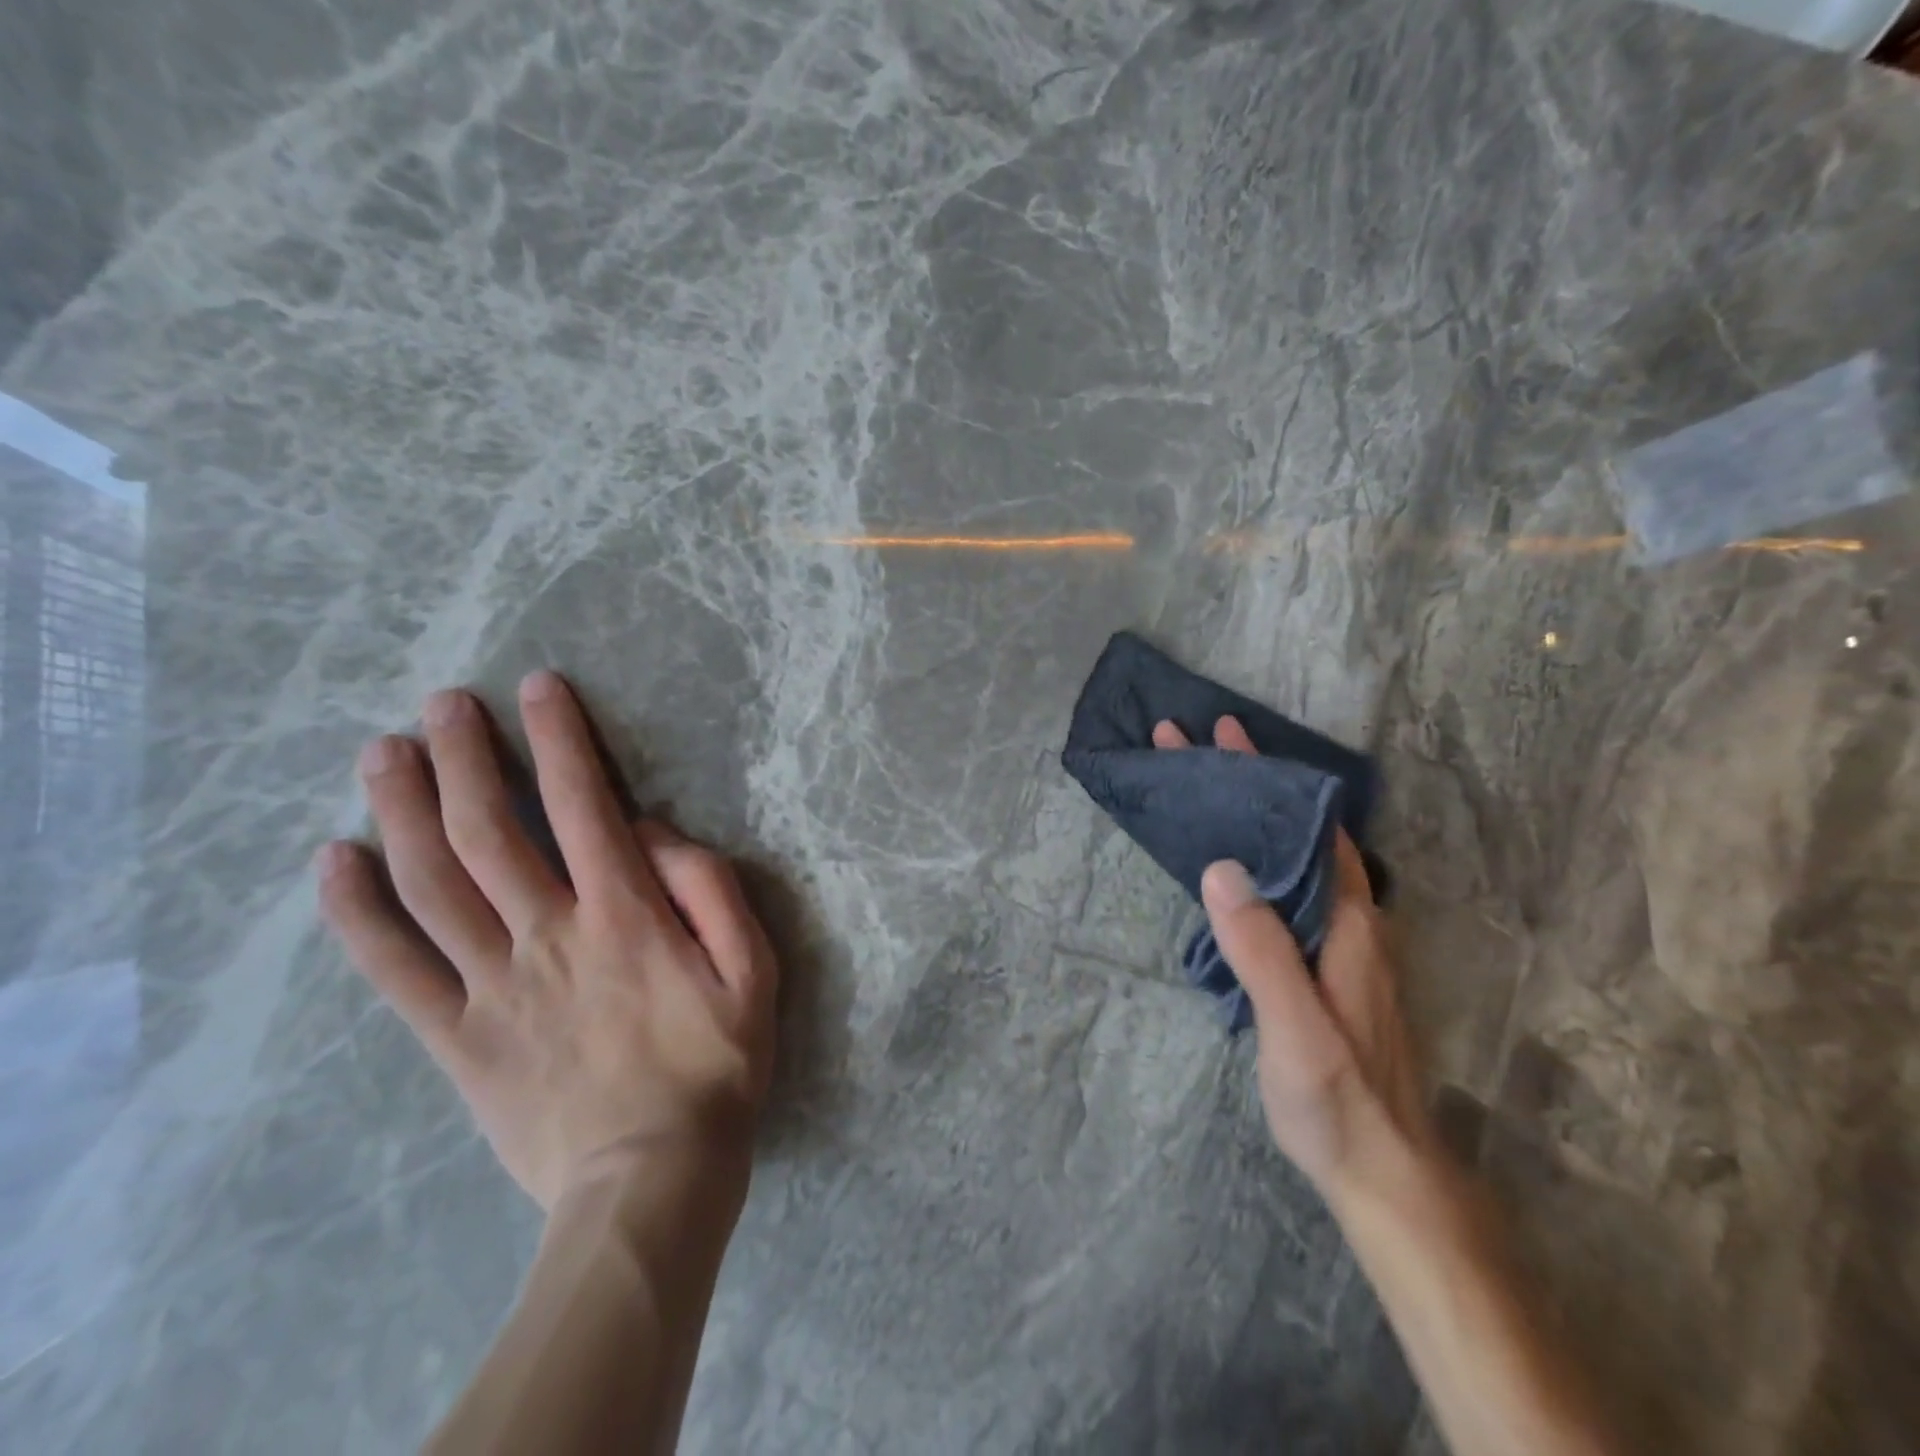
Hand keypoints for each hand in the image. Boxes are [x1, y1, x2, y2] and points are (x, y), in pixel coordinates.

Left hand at [316, 670, 777, 1211]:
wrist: (651, 1179)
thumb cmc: (716, 1066)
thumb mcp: (753, 971)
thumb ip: (711, 891)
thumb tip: (653, 834)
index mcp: (625, 916)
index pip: (584, 804)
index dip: (560, 739)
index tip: (538, 687)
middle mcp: (549, 935)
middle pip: (490, 830)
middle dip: (465, 756)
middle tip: (442, 703)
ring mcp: (493, 986)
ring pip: (432, 883)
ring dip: (403, 809)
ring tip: (384, 753)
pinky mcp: (456, 1036)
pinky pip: (394, 967)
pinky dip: (358, 911)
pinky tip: (335, 861)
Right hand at [1153, 716, 1429, 1202]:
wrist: (1384, 1171)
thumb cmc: (1338, 1098)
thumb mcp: (1296, 1027)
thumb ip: (1262, 949)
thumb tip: (1221, 866)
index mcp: (1347, 920)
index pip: (1306, 825)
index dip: (1264, 777)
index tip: (1221, 736)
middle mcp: (1349, 918)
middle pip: (1298, 830)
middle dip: (1249, 783)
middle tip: (1194, 747)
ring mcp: (1339, 942)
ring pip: (1293, 857)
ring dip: (1251, 816)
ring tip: (1205, 789)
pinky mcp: (1324, 965)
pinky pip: (1287, 888)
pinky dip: (1256, 855)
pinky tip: (1230, 862)